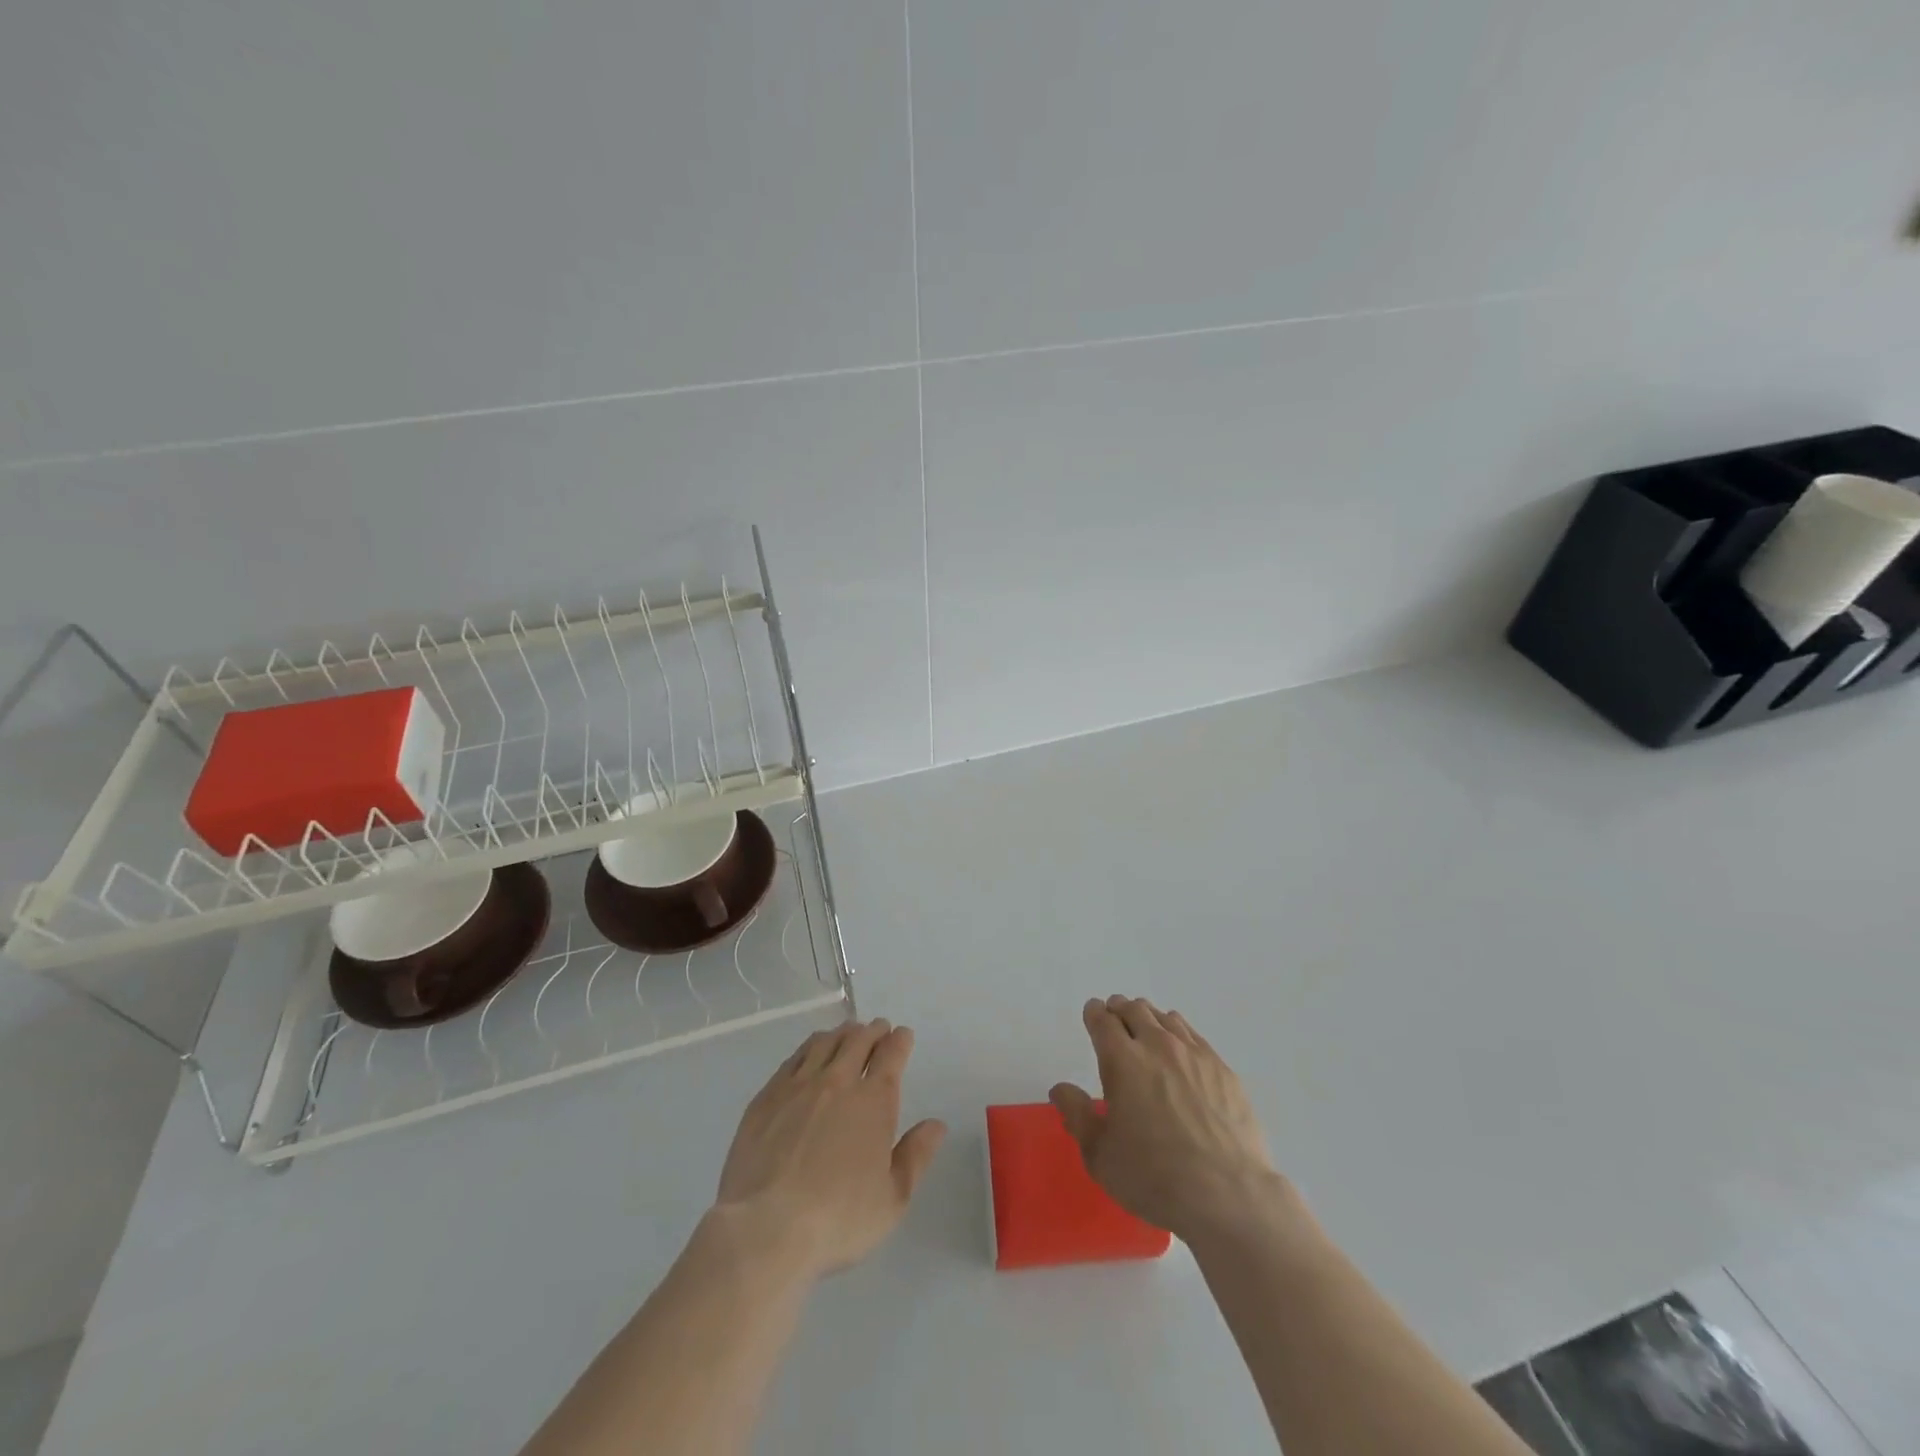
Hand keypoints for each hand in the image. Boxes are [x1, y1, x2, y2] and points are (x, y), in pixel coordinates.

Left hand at [714, 1018, 946, 1278]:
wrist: (766, 1227)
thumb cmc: (838, 1218)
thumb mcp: (892, 1198)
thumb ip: (916, 1156)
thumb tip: (936, 1125)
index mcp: (873, 1100)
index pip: (891, 1054)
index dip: (899, 1041)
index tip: (902, 1035)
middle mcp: (837, 1081)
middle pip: (858, 1040)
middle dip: (872, 1031)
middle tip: (878, 1029)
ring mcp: (798, 1085)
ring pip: (824, 1043)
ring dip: (841, 1033)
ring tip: (847, 1033)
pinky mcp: (766, 1097)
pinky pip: (793, 1059)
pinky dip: (808, 1048)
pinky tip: (808, 1055)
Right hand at [1052, 996, 1282, 1241]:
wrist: (1228, 1196)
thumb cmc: (1153, 1177)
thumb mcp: (1100, 1155)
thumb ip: (1078, 1115)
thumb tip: (1061, 1089)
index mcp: (1122, 1060)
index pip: (1102, 1019)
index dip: (1094, 1013)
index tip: (1092, 1016)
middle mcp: (1158, 1045)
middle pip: (1134, 1009)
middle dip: (1120, 1010)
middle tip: (1116, 1023)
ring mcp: (1194, 1054)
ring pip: (1166, 1018)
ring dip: (1150, 1019)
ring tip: (1148, 1035)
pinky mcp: (1223, 1070)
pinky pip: (1195, 1037)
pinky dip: (1180, 1036)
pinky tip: (1182, 1055)